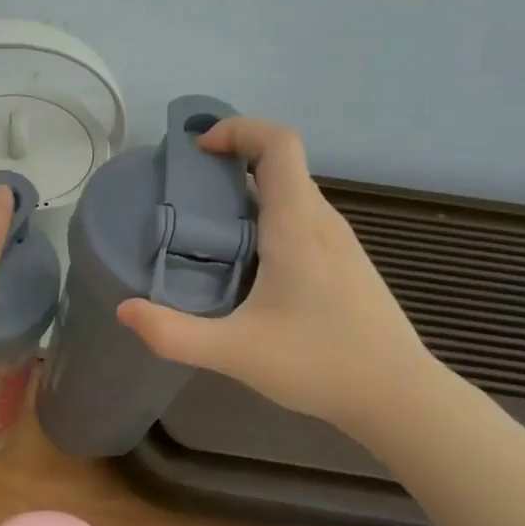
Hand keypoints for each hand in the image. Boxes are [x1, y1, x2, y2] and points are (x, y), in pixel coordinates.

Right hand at [116, 118, 434, 436]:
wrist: (399, 396)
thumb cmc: (321, 363)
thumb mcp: (236, 352)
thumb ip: (175, 334)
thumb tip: (125, 310)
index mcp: (298, 226)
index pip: (278, 144)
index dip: (238, 129)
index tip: (197, 150)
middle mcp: (323, 222)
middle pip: (281, 165)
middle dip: (230, 163)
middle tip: (185, 195)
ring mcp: (340, 243)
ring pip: (291, 195)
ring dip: (248, 195)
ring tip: (206, 230)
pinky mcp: (346, 265)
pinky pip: (301, 221)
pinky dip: (267, 220)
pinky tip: (246, 267)